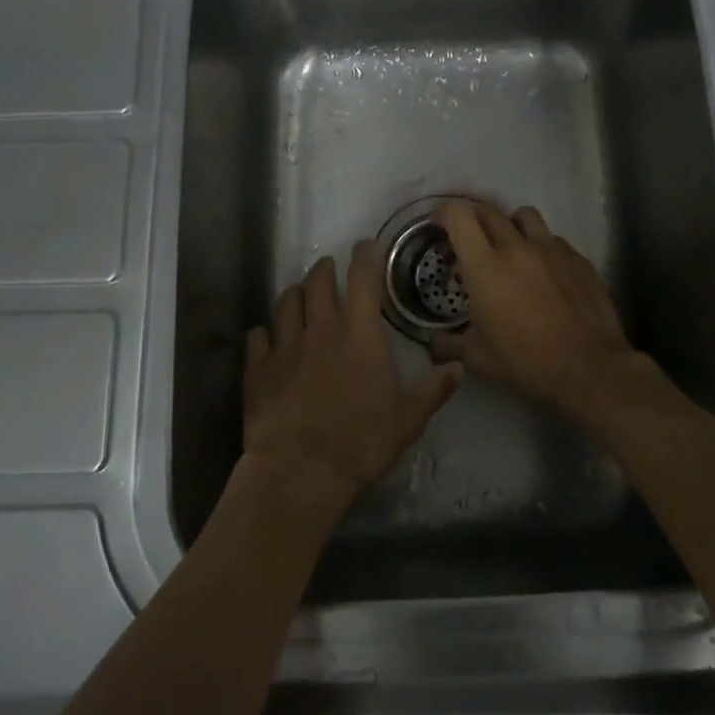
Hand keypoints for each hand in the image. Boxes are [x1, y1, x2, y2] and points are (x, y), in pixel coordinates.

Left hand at [242, 243, 462, 520]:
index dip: (364, 257)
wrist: (300, 469)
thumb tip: (457, 367)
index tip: (364, 244)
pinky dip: (264, 332)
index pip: (364, 281)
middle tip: (329, 267)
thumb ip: (433, 390)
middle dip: (325, 269)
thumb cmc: (360, 442)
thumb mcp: (408, 419)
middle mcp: (321, 330)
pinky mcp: (258, 368)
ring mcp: (285, 346)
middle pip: (318, 283)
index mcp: (360, 336)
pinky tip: (266, 337)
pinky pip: (257, 337)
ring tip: (300, 294)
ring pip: (286, 303)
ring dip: (295, 293)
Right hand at [430, 201, 637, 420]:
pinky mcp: (578, 258)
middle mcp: (517, 248)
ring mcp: (552, 249)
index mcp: (485, 267)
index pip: (458, 216)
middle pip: (489, 211)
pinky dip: (541, 246)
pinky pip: (553, 239)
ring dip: (510, 225)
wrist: (589, 369)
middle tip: (469, 241)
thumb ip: (448, 345)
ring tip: (509, 246)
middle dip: (473, 219)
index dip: (443, 214)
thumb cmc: (526, 362)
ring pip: (525, 216)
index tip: (438, 227)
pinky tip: (543, 270)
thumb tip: (433, 345)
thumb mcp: (478, 358)